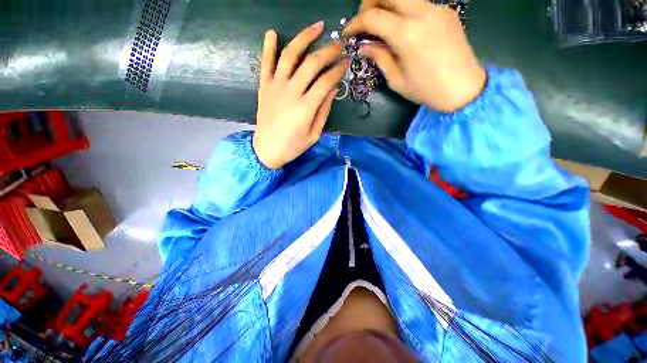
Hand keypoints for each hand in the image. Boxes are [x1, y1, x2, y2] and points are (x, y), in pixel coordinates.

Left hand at [253, 22, 346, 169]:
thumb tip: (333, 88)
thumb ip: (323, 110)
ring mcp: (275, 87)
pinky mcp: (264, 86)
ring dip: (304, 38)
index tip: (346, 63)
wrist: (266, 150)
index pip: (325, 81)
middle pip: (311, 63)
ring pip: (290, 55)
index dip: (338, 70)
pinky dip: (268, 46)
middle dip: (328, 51)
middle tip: (339, 44)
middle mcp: (291, 92)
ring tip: (316, 27)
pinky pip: (265, 62)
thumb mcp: (314, 134)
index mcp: (305, 108)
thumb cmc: (293, 146)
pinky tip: (273, 33)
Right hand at [344, 0, 485, 112]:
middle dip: (369, 4)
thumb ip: (379, 58)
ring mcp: (436, 8)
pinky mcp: (445, 11)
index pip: (372, 17)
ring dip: (386, 5)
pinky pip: (417, 3)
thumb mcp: (396, 80)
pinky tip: (402, 27)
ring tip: (380, 24)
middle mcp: (421, 13)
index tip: (348, 34)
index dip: (355, 23)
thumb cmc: (426, 90)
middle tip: (364, 23)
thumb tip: (364, 47)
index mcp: (406, 34)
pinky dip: (403, 10)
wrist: (463, 87)